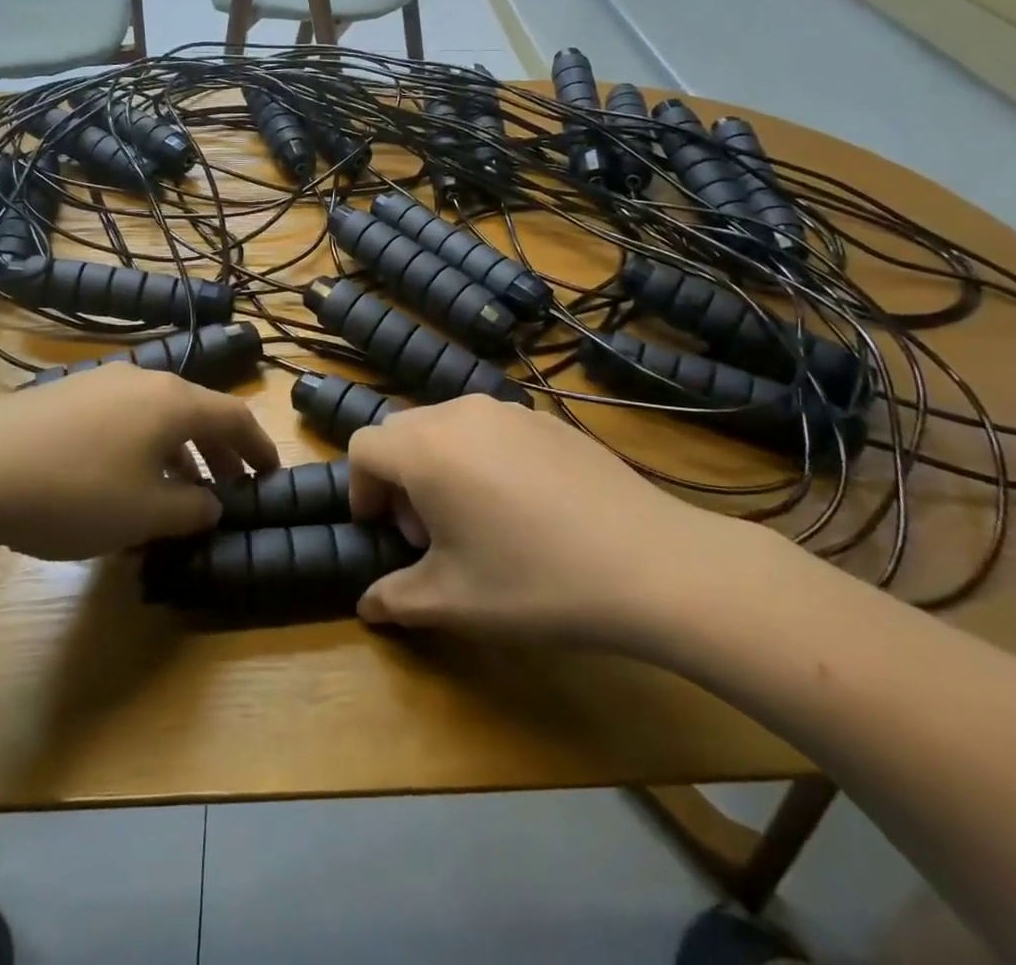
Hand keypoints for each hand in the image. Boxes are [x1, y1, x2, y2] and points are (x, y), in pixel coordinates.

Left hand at [0, 365, 277, 561]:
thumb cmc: (74, 492)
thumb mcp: (144, 512)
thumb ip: (191, 508)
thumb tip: (212, 504)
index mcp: (173, 401)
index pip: (235, 416)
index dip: (259, 448)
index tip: (271, 476)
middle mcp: (143, 380)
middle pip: (197, 412)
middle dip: (219, 453)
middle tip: (229, 491)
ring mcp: (100, 383)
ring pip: (157, 417)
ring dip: (178, 454)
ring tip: (177, 496)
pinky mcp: (65, 396)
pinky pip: (123, 420)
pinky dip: (141, 449)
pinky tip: (123, 484)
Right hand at [348, 396, 748, 648]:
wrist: (653, 564)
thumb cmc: (535, 582)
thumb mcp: (453, 603)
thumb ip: (395, 599)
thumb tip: (367, 605)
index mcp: (425, 448)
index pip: (363, 448)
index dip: (362, 491)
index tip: (387, 534)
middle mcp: (458, 414)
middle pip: (402, 432)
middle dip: (399, 479)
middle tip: (430, 533)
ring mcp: (507, 410)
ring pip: (446, 426)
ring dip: (439, 465)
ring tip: (477, 520)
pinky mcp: (546, 419)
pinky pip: (490, 428)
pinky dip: (481, 457)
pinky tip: (524, 508)